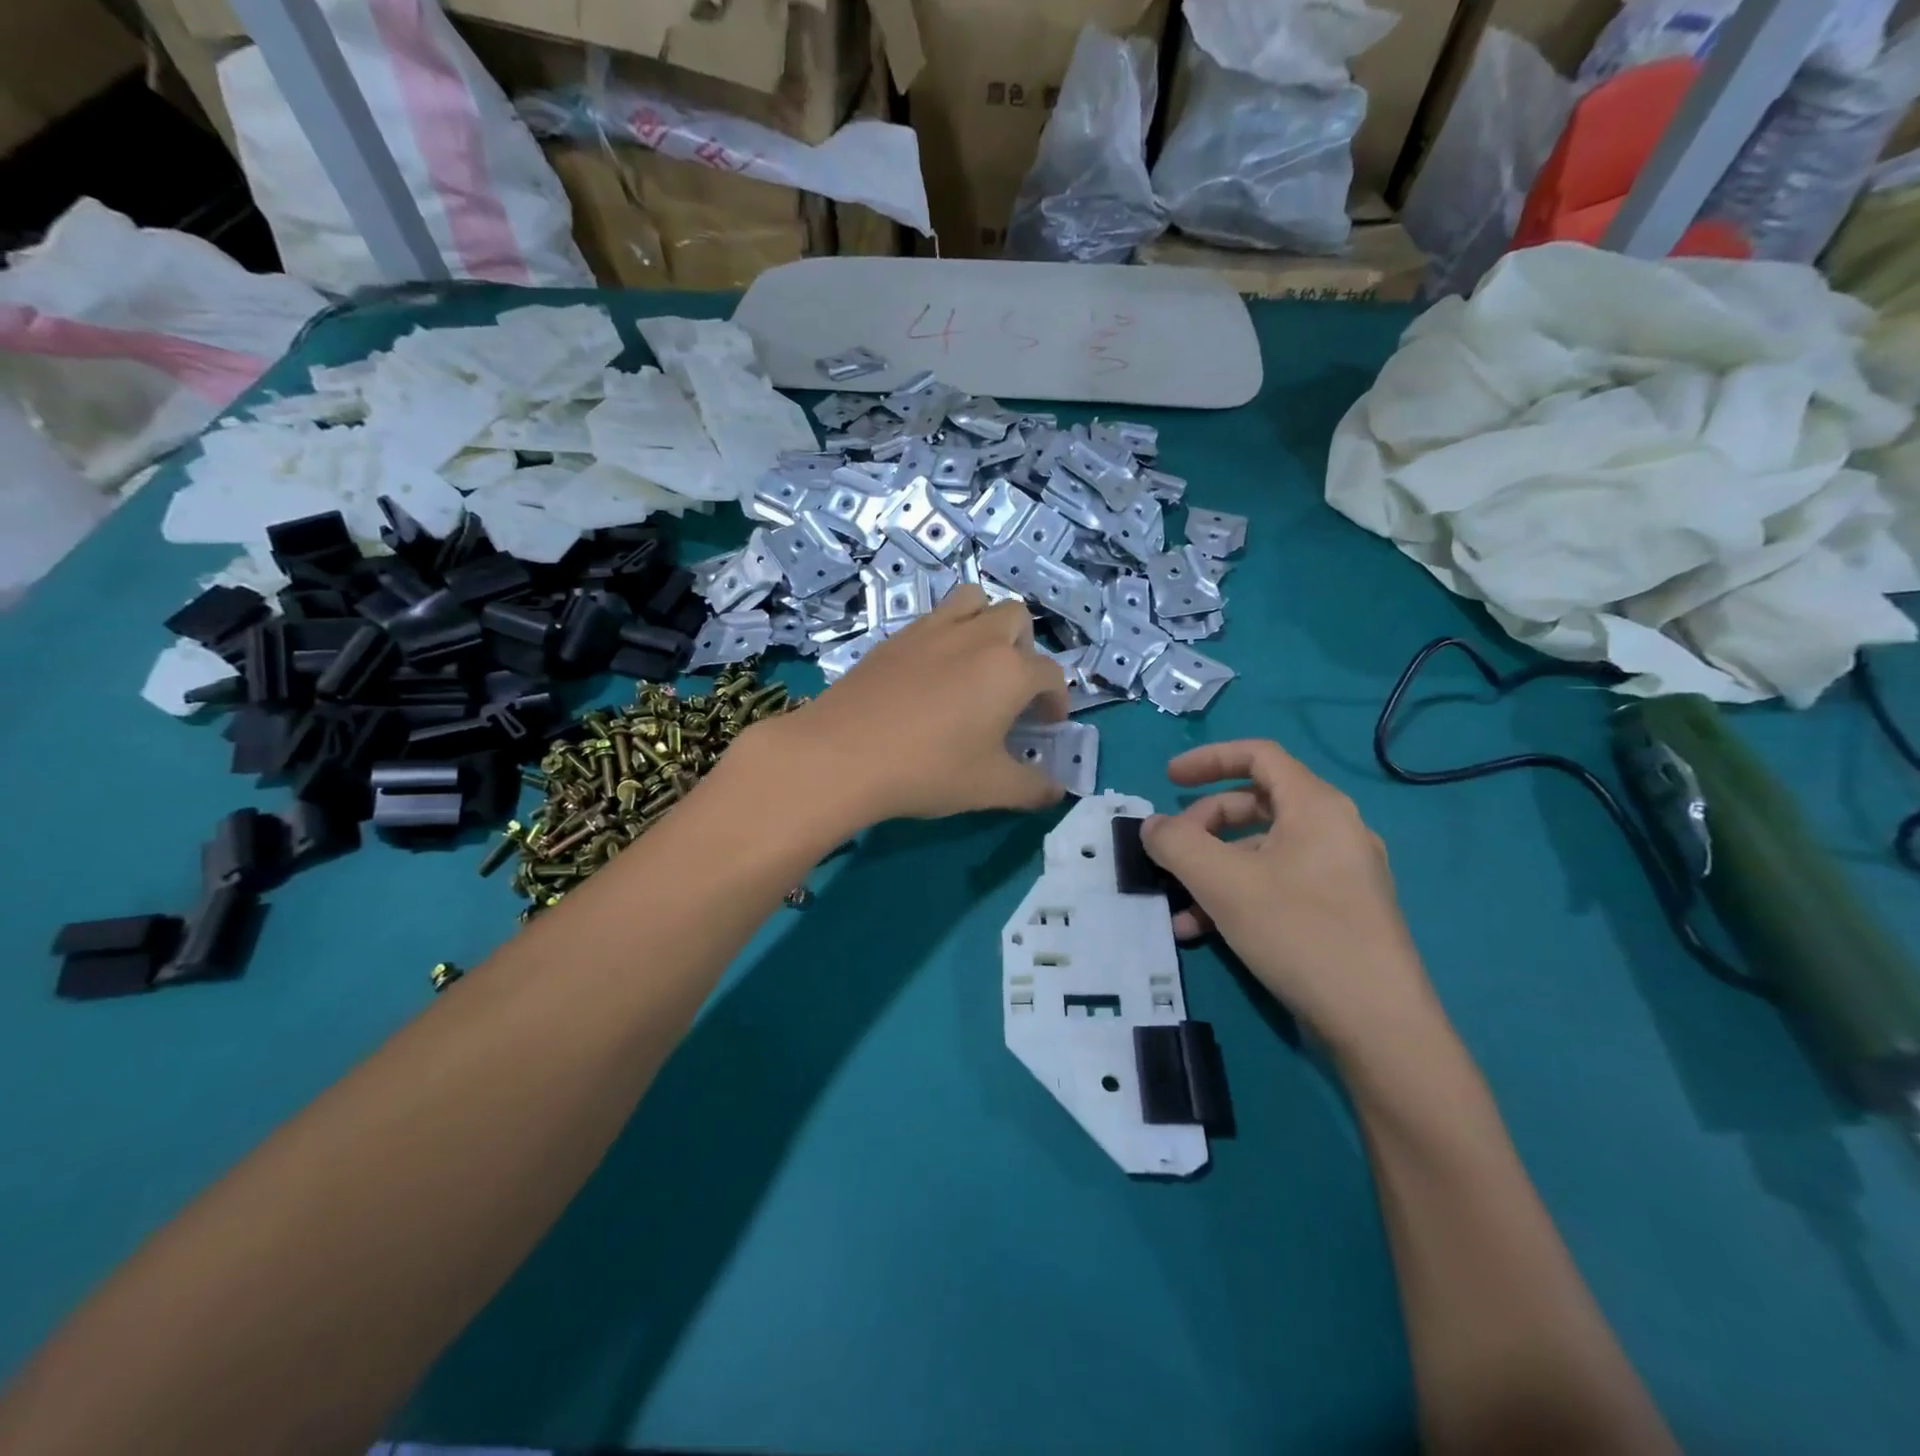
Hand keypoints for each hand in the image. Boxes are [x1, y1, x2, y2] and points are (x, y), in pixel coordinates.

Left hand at [744, 585, 1069, 829]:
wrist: (842, 754)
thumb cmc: (928, 770)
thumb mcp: (989, 788)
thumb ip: (1032, 788)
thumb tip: (1057, 792)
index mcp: (1010, 670)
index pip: (1051, 674)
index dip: (1057, 700)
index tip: (1046, 725)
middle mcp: (977, 637)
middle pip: (1017, 619)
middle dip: (1025, 649)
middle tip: (1011, 689)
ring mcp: (932, 630)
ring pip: (973, 601)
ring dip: (986, 623)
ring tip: (976, 664)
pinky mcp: (895, 637)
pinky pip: (933, 617)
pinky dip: (946, 633)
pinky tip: (931, 673)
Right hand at [1140, 740, 1442, 1057]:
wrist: (1378, 1024)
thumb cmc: (1299, 932)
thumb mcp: (1222, 883)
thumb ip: (1177, 844)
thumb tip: (1152, 826)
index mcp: (1315, 806)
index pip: (1258, 755)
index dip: (1208, 758)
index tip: (1168, 779)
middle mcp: (1333, 829)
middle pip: (1255, 804)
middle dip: (1204, 825)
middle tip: (1171, 852)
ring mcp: (1339, 873)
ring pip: (1261, 852)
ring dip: (1212, 869)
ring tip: (1177, 906)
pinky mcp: (1338, 911)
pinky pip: (1277, 885)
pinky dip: (1236, 896)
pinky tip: (1201, 931)